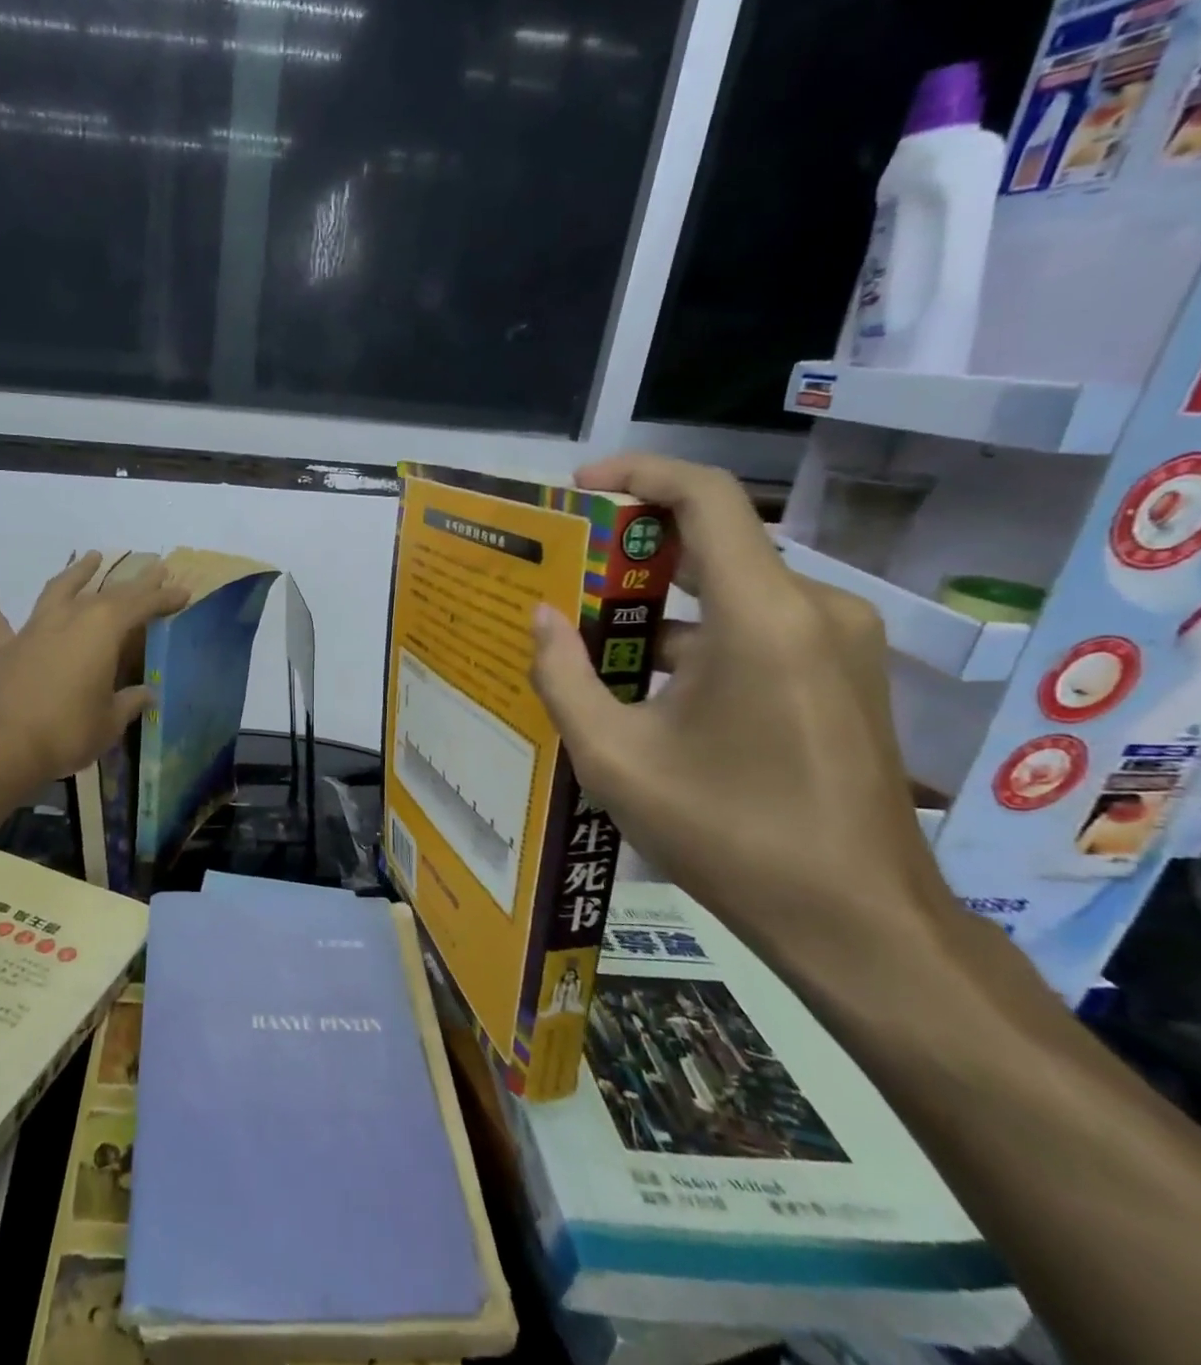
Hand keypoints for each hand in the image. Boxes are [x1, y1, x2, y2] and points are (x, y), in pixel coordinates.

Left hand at [0, 552, 187, 790]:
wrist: (1, 748)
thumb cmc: (67, 732)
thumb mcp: (110, 721)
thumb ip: (128, 702)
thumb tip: (146, 693)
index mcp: (102, 631)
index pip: (141, 606)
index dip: (164, 598)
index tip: (183, 591)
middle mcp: (69, 619)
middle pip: (107, 594)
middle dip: (134, 583)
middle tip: (155, 571)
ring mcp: (33, 631)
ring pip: (57, 591)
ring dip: (75, 573)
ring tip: (90, 556)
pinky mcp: (3, 650)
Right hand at [529, 454, 956, 970]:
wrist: (858, 922)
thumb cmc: (727, 835)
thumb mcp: (615, 758)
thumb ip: (563, 677)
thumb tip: (539, 616)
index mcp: (761, 618)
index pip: (706, 498)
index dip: (641, 474)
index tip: (582, 487)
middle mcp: (813, 610)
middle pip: (714, 547)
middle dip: (632, 557)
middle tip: (564, 582)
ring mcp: (840, 643)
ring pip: (731, 597)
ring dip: (661, 613)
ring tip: (592, 651)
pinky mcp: (847, 675)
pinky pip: (759, 631)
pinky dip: (698, 642)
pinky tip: (651, 692)